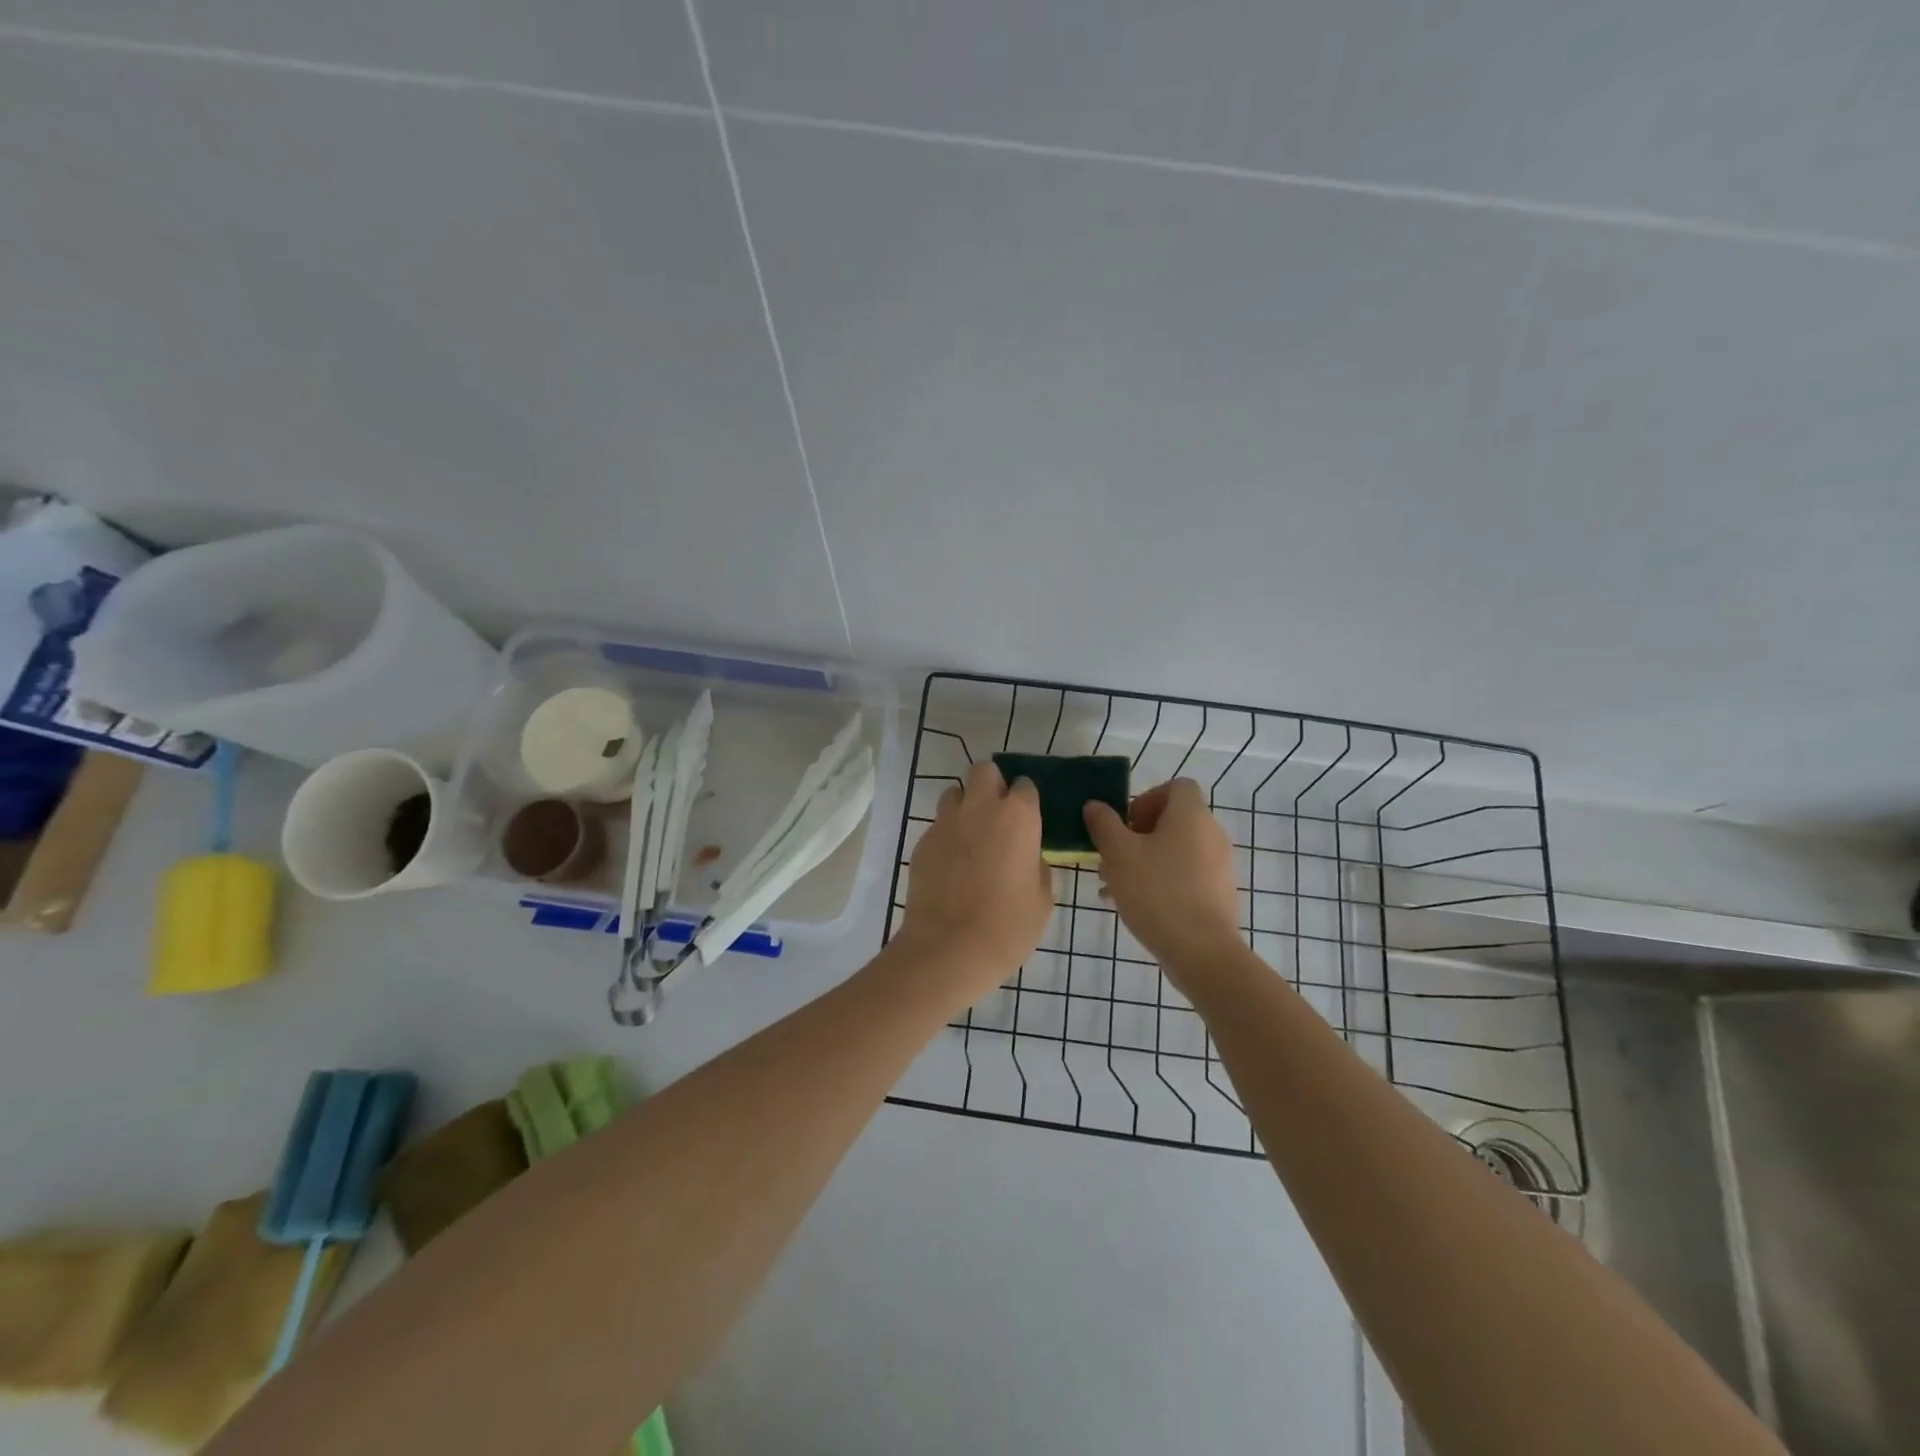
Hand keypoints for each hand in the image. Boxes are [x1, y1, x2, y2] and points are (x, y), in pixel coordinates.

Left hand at [896, 760, 1052, 1002]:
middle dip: (991, 784)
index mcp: (1018, 816)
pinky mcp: (922, 842)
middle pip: (983, 771)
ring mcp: (946, 822)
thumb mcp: (1042, 899)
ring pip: (955, 794)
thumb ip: (1037, 866)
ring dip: (965, 806)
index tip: (1028, 819)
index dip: (1026, 800)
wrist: (948, 949)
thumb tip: (1029, 856)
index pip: (1025, 785)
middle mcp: (980, 808)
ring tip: (971, 837)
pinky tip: (951, 865)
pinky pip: (938, 826)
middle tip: (998, 815)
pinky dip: (947, 836)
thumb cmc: (1008, 926)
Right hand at [1084, 779, 1241, 977]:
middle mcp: (1211, 834)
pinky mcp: (1220, 893)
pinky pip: (1187, 874)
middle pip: (1173, 820)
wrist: (1201, 951)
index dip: (1148, 797)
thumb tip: (1095, 805)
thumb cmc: (1156, 892)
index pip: (1176, 786)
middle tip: (1112, 856)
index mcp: (1191, 816)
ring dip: (1146, 859)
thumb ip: (1104, 824)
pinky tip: (1136, 905)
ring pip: (1177, 850)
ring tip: (1115, 885)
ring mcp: (1220, 865)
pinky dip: (1163, 880)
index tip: (1126, 823)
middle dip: (1138, 834)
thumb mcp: (1118, 854)